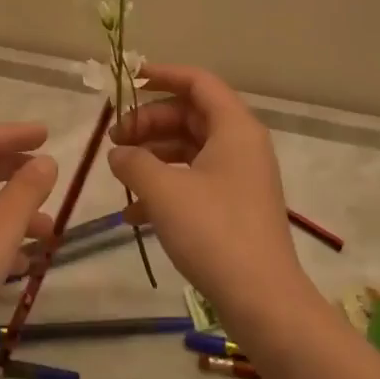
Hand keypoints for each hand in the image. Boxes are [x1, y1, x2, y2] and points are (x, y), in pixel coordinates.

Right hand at [108, 64, 309, 327]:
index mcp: (234, 127)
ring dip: (153, 154)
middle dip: (149, 122)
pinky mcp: (234, 207)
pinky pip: (195, 180)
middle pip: (190, 114)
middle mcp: (241, 145)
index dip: (162, 75)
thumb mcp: (164, 191)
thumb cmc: (215, 232)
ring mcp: (239, 177)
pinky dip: (165, 186)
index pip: (197, 82)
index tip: (128, 80)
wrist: (264, 302)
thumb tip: (118, 153)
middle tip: (115, 138)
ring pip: (190, 148)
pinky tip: (134, 212)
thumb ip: (134, 162)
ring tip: (120, 171)